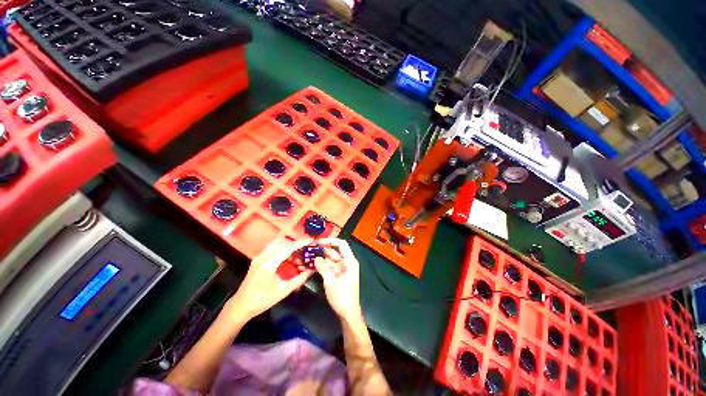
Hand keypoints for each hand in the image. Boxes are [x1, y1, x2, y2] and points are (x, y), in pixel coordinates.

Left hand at [227, 238, 313, 318]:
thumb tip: (311, 270)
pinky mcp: (258, 259)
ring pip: (277, 244)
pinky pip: (273, 249)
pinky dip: (283, 250)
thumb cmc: (262, 300)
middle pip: (282, 242)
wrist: (241, 306)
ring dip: (289, 247)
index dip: (301, 243)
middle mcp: (263, 256)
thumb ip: (299, 279)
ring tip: (298, 256)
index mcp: (269, 263)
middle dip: (295, 244)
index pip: (288, 247)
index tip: (311, 240)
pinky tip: (289, 259)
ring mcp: (259, 257)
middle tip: (305, 249)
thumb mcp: (283, 290)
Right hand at [314, 238, 361, 321]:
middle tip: (308, 250)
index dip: (330, 241)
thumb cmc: (342, 297)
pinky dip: (322, 266)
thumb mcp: (330, 281)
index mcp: (349, 261)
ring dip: (320, 259)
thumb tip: (316, 257)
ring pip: (330, 259)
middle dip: (322, 251)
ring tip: (306, 257)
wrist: (348, 313)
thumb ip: (323, 267)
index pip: (341, 244)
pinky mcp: (338, 275)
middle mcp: (347, 262)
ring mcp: (342, 269)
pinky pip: (329, 267)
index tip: (318, 242)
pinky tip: (311, 265)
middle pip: (334, 252)